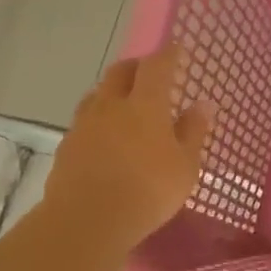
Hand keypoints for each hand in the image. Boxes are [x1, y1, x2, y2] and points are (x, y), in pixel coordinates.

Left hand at [41, 43, 213, 256]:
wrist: (87, 220)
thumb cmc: (148, 191)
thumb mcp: (185, 166)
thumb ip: (193, 132)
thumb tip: (203, 104)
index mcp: (145, 104)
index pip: (156, 66)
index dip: (168, 55)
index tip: (176, 50)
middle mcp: (112, 105)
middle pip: (121, 71)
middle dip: (137, 66)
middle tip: (149, 72)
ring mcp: (85, 124)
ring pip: (98, 93)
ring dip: (113, 90)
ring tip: (125, 102)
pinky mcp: (67, 145)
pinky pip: (85, 120)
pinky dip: (99, 117)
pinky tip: (105, 134)